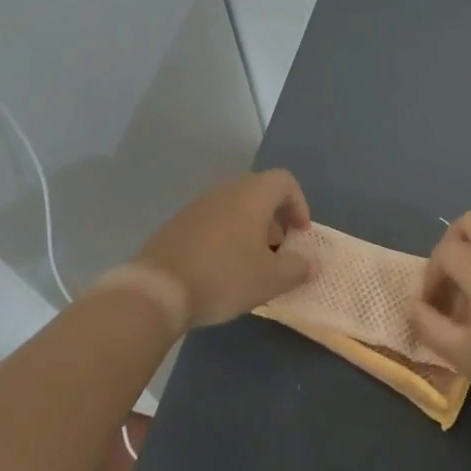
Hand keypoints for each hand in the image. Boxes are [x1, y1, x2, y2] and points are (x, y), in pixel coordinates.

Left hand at [134, 170, 313, 328]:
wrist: (157, 289)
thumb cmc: (224, 277)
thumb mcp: (270, 280)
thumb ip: (298, 269)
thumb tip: (312, 263)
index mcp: (252, 195)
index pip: (285, 181)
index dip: (299, 204)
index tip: (300, 234)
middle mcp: (225, 191)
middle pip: (259, 193)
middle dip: (274, 220)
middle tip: (277, 251)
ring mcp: (198, 205)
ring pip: (234, 208)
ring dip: (249, 229)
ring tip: (250, 264)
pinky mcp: (178, 223)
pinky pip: (212, 221)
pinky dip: (225, 237)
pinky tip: (220, 270)